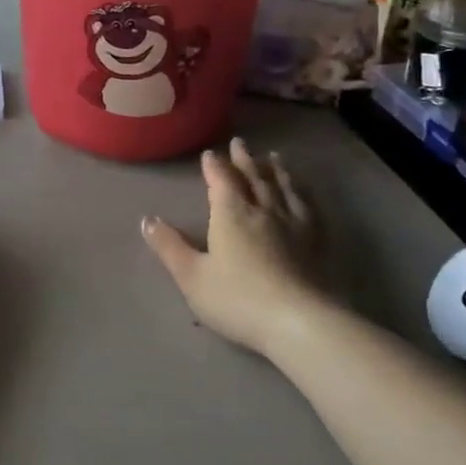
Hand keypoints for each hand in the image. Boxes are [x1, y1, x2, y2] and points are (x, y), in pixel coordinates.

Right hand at [142, 139, 325, 357]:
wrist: (299, 322)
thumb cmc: (237, 299)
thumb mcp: (192, 276)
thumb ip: (169, 247)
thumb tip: (147, 220)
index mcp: (231, 214)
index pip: (221, 180)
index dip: (214, 166)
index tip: (210, 154)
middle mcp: (263, 209)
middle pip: (253, 177)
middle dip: (244, 159)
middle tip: (239, 143)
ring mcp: (294, 223)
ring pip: (283, 187)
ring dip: (275, 170)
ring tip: (273, 157)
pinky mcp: (317, 241)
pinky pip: (309, 206)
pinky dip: (303, 193)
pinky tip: (304, 193)